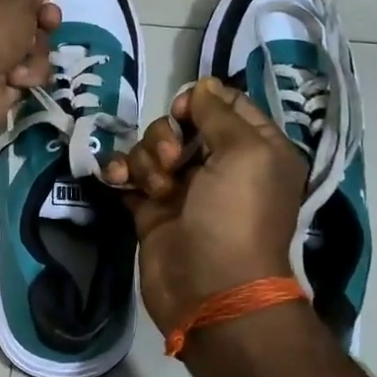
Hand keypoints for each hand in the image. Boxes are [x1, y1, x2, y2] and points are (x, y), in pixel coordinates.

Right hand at [105, 79, 306, 332]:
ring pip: (152, 148)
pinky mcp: (152, 209)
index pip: (226, 105)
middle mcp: (221, 165)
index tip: (185, 112)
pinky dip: (122, 173)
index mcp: (256, 149)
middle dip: (168, 135)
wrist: (210, 289)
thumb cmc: (236, 217)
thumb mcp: (245, 153)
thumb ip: (219, 113)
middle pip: (182, 124)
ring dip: (146, 159)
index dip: (201, 102)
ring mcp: (184, 188)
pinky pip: (129, 174)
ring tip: (157, 188)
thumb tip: (203, 86)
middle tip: (174, 160)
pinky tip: (119, 181)